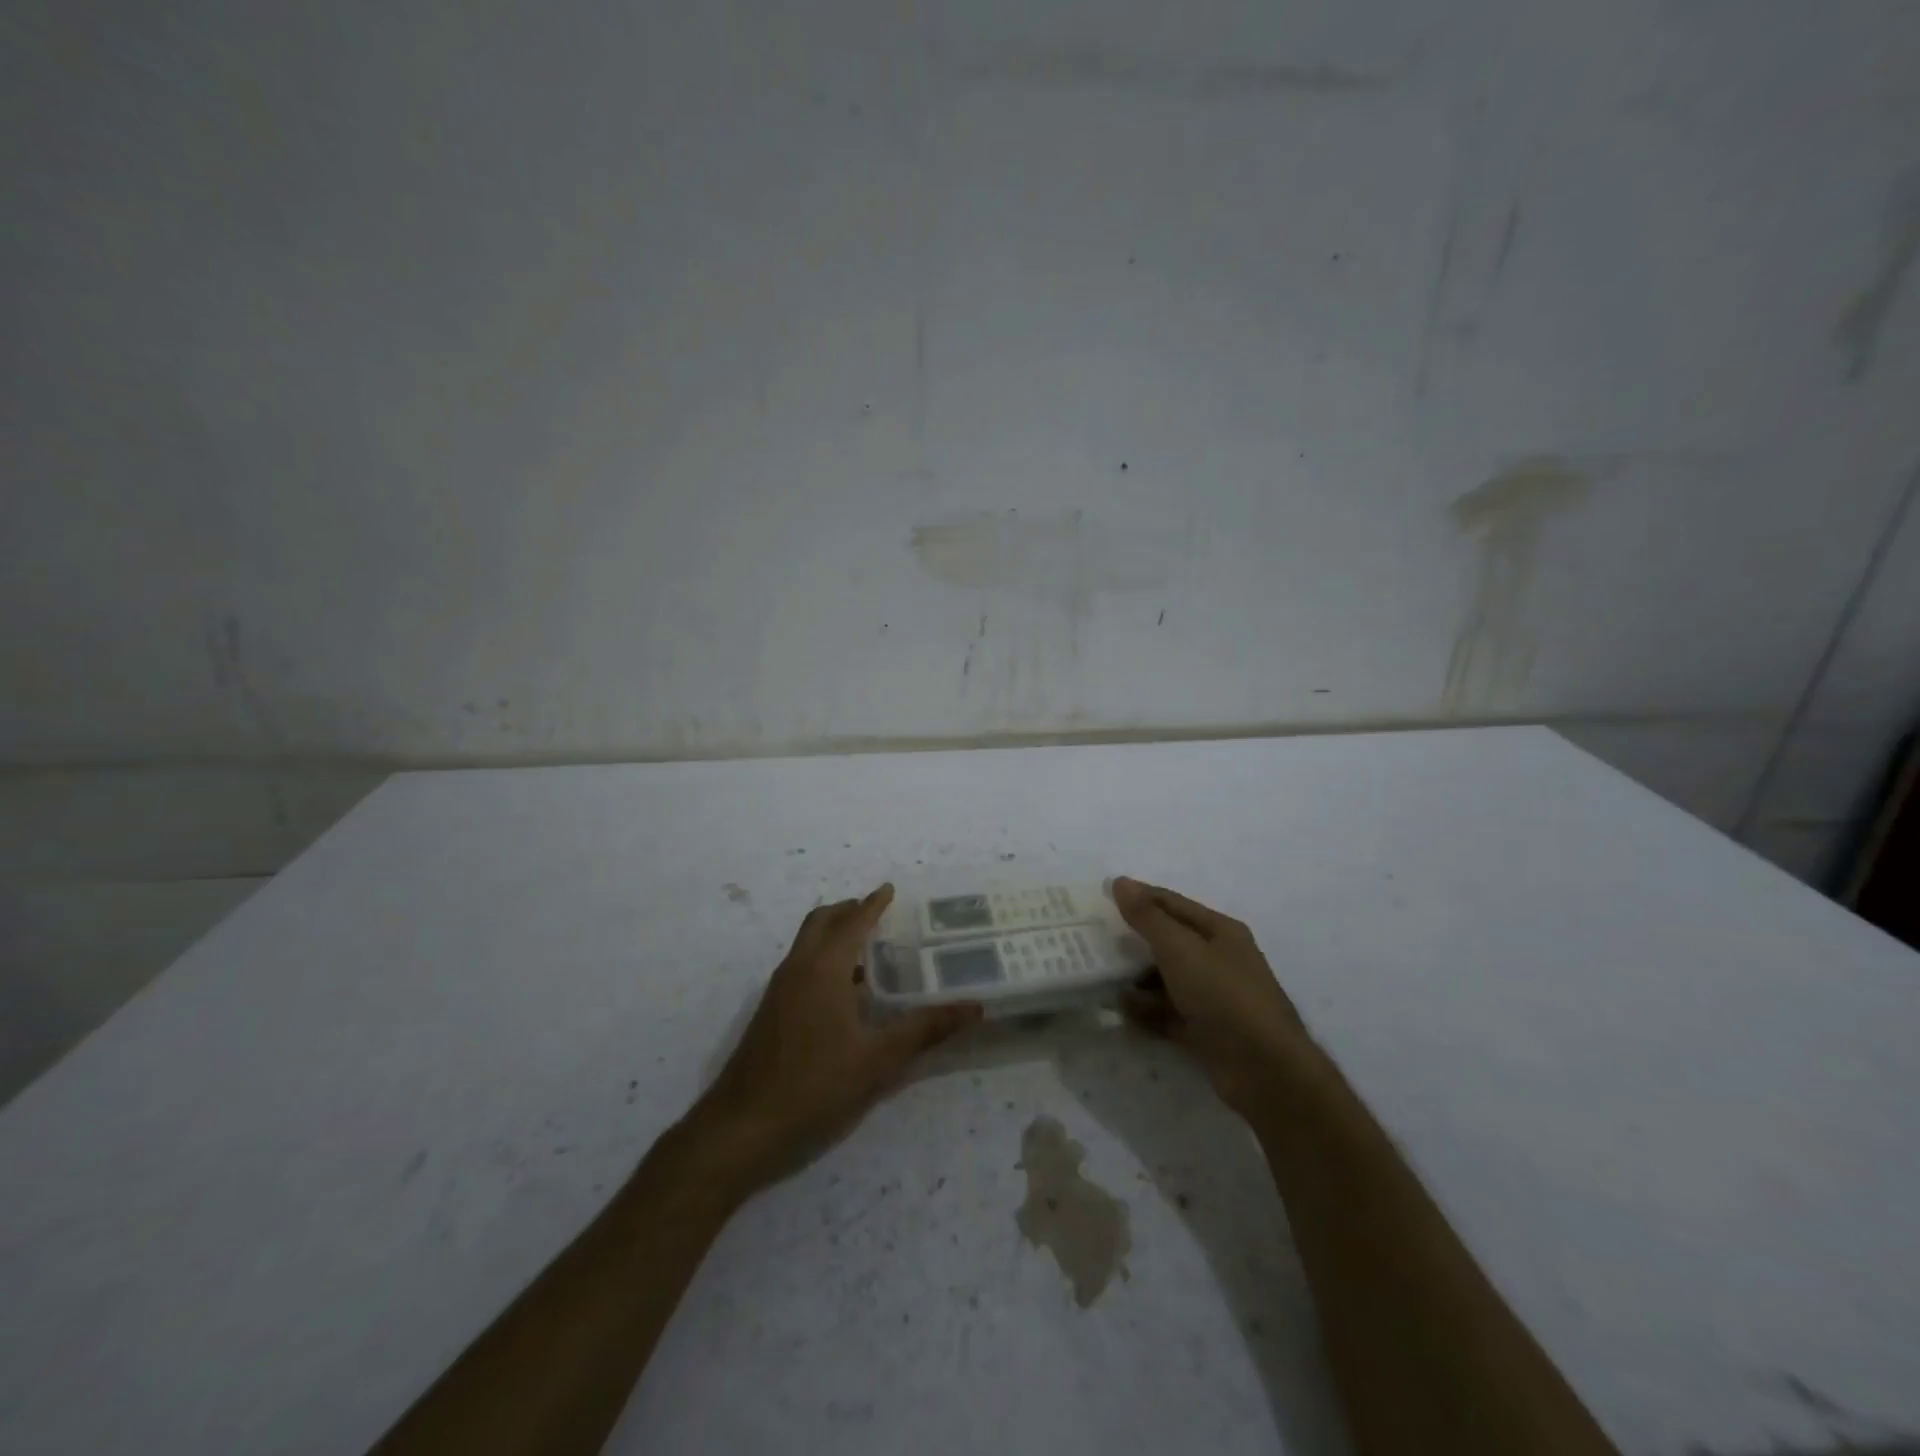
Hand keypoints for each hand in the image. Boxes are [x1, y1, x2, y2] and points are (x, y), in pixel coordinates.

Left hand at [694, 884, 980, 1190]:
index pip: (853, 921)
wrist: (742, 1127)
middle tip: (878, 914)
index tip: (890, 889)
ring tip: (869, 951)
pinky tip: (844, 993)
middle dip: (849, 911)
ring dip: (834, 935)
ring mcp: (778, 990)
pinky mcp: (770, 1012)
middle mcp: (798, 968)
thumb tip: (973, 1007)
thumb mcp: (879, 1060)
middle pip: (822, 922)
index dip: (873, 904)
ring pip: (807, 944)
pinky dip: (823, 959)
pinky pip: (801, 966)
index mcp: (824, 968)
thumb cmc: (815, 1086)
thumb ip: (925, 1029)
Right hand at [1112, 877, 1316, 1116]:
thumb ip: (1148, 917)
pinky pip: (1168, 1013)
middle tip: (1092, 939)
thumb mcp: (1181, 949)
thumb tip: (1120, 882)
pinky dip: (1147, 1011)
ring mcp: (1213, 997)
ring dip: (1136, 979)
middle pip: (1168, 941)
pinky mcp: (1206, 1031)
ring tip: (1100, 978)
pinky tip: (1120, 1011)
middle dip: (1133, 940)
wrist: (1265, 1071)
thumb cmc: (1224, 996)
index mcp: (1219, 931)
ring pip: (1166, 979)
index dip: (1138, 896)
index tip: (1100, 896)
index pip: (1171, 903)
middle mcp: (1218, 959)